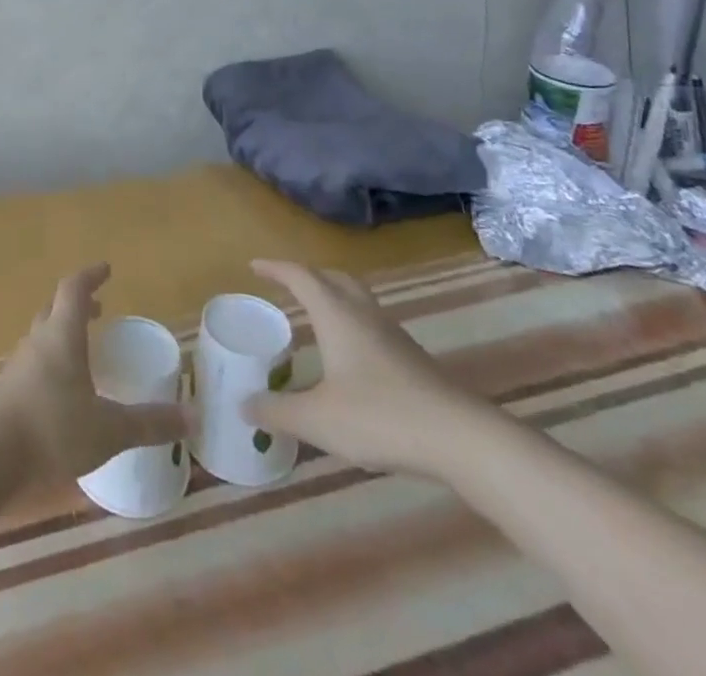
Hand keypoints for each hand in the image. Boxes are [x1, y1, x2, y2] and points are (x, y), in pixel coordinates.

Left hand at [0, 265, 189, 481]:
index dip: (90, 276)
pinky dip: (52, 360)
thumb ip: (149, 423)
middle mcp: (38, 341)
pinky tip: (63, 390)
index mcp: (62, 335)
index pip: (73, 289)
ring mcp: (20, 365)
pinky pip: (34, 361)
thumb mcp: (109, 429)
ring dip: (62, 332)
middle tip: (98, 310)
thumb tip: (193, 417)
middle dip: (77, 305)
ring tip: (83, 349)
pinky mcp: (9, 389)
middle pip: (55, 308)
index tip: (106, 270)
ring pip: (42, 335)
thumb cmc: (53, 429)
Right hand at [244, 259, 493, 476]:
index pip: (300, 277)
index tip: (254, 266)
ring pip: (357, 299)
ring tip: (314, 315)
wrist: (462, 439)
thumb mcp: (318, 419)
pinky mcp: (412, 359)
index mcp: (336, 314)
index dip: (275, 268)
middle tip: (285, 285)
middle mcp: (363, 314)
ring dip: (333, 297)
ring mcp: (393, 336)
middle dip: (307, 276)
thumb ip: (278, 411)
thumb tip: (243, 405)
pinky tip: (349, 356)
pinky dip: (351, 324)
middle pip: (334, 278)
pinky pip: (372, 324)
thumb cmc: (381, 416)